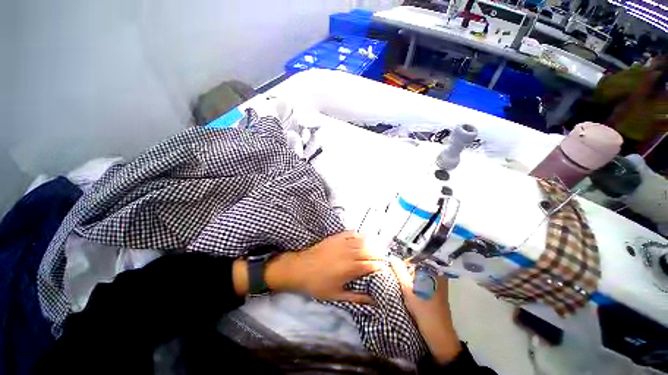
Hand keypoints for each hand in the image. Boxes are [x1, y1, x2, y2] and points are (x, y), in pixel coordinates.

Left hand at [266, 231, 384, 303]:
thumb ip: (357, 298)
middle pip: (369, 251)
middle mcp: (349, 253)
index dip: (380, 266)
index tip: (384, 269)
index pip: (371, 265)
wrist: (300, 268)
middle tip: (383, 258)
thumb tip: (373, 301)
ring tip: (376, 247)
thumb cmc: (318, 284)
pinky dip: (358, 234)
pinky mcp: (336, 237)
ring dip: (371, 244)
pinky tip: (361, 237)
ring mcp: (342, 243)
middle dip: (378, 254)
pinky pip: (351, 233)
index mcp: (351, 268)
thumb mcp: (337, 296)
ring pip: (362, 241)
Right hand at [390, 258, 461, 364]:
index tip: (392, 263)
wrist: (438, 335)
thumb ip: (399, 270)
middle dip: (405, 266)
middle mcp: (437, 273)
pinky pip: (421, 279)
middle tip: (392, 269)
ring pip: (419, 272)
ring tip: (396, 276)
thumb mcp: (407, 288)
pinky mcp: (435, 290)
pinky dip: (413, 280)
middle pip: (417, 264)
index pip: (415, 256)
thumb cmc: (423, 310)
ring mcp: (437, 282)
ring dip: (408, 274)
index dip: (403, 258)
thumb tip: (392, 257)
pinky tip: (405, 285)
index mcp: (433, 270)